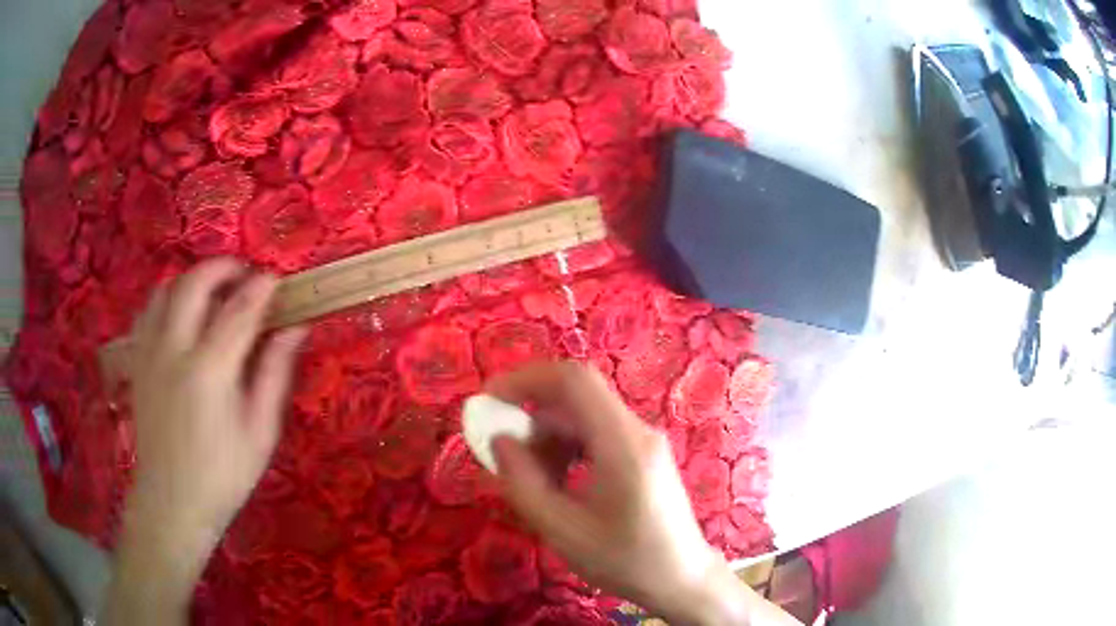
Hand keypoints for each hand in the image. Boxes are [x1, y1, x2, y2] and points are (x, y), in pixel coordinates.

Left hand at [104, 258, 305, 624]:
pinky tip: (181, 316)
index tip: (276, 279)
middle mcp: (174, 350)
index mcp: (209, 371)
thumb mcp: (259, 433)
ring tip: (212, 293)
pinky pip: (148, 312)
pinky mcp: (137, 362)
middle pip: (194, 284)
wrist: (171, 502)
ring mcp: (149, 353)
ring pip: (165, 290)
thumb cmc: (222, 475)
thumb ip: (273, 375)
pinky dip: (168, 299)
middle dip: (221, 267)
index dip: (260, 288)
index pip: (238, 310)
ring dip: (191, 280)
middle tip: (243, 276)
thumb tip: (294, 329)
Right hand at [488, 362, 798, 625]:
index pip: (574, 380)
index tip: (490, 400)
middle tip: (502, 449)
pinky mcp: (643, 455)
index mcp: (623, 444)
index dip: (526, 379)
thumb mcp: (562, 531)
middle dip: (532, 415)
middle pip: (577, 398)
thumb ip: (523, 483)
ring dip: (548, 436)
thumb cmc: (625, 560)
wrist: (681, 578)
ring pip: (584, 417)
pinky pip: (597, 435)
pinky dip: (568, 449)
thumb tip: (498, 440)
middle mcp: (637, 431)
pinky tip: (557, 483)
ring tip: (530, 477)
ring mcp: (643, 441)